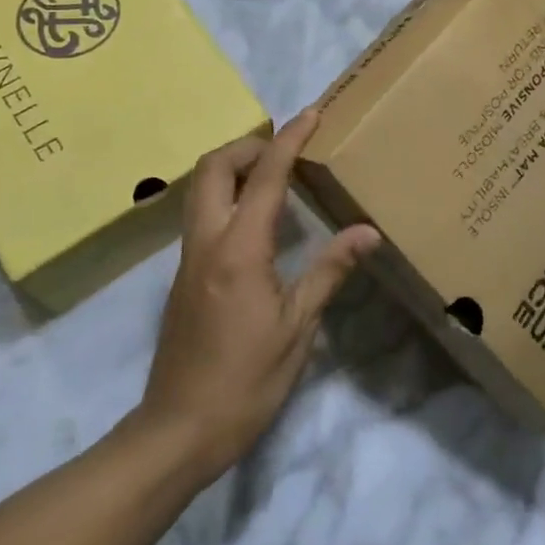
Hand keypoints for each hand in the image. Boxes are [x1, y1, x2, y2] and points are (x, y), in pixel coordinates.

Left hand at [139, 110, 379, 482]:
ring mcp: (188, 257)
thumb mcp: (298, 329)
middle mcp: (206, 241)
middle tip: (285, 150)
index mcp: (239, 250)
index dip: (289, 140)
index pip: (264, 177)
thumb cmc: (246, 382)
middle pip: (213, 167)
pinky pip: (202, 214)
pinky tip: (258, 222)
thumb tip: (366, 231)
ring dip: (233, 168)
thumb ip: (329, 272)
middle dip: (248, 145)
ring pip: (200, 188)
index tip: (311, 114)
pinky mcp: (183, 275)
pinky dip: (227, 196)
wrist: (178, 430)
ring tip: (275, 176)